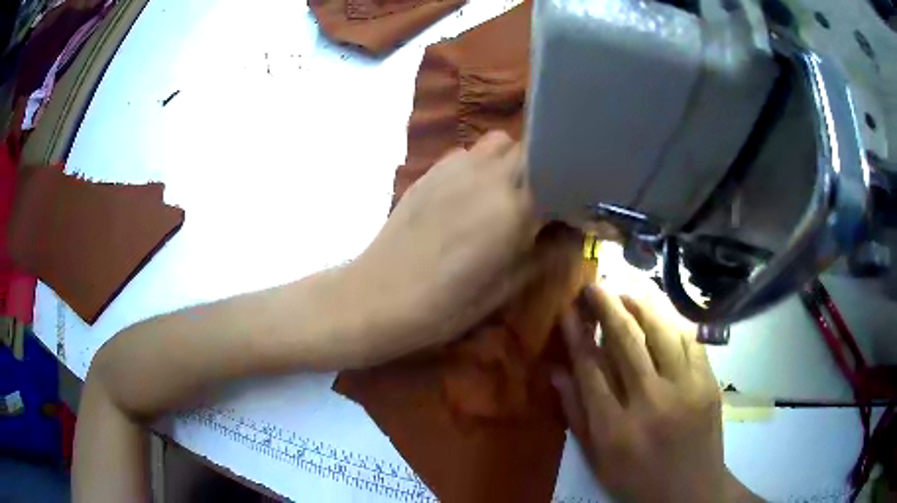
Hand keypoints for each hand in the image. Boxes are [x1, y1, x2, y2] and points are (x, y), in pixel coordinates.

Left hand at [347, 131, 562, 364]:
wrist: (380, 296)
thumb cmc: (447, 304)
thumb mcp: (507, 287)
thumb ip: (547, 253)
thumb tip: (575, 233)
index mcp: (515, 206)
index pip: (560, 173)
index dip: (573, 186)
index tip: (577, 205)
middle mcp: (489, 175)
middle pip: (532, 148)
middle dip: (545, 168)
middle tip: (544, 200)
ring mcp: (455, 167)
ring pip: (499, 143)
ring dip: (512, 161)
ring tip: (507, 193)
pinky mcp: (430, 171)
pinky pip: (468, 153)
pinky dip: (482, 165)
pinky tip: (472, 195)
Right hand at [553, 281, 736, 502]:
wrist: (691, 491)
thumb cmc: (637, 480)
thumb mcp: (596, 459)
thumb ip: (575, 415)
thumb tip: (556, 372)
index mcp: (614, 428)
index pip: (591, 368)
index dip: (577, 334)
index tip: (568, 309)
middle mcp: (649, 403)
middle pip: (626, 342)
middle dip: (607, 307)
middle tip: (595, 285)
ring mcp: (684, 390)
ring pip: (661, 333)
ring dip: (641, 305)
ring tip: (626, 288)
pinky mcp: (708, 383)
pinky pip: (690, 341)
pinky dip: (673, 321)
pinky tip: (661, 311)